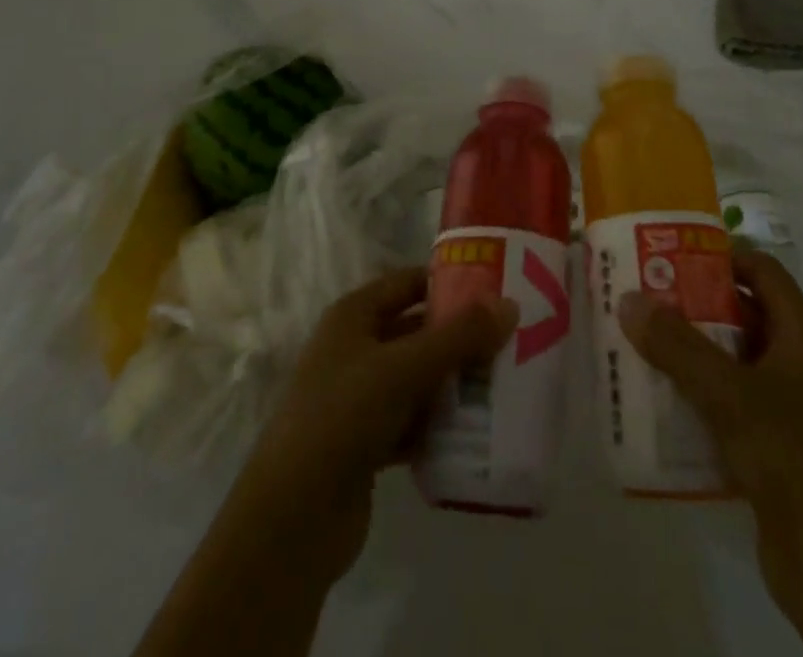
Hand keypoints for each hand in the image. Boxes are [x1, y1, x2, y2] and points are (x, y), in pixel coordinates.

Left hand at [234, 267, 517, 581]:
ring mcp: (357, 398)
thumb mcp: (405, 368)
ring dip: (452, 384)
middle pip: (416, 332)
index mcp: (353, 315)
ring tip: (503, 386)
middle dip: (459, 338)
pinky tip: (475, 433)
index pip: (408, 283)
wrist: (292, 519)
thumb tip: (509, 305)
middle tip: (509, 342)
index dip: (449, 283)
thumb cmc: (344, 416)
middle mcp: (354, 348)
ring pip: (416, 379)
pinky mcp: (365, 444)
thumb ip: (459, 337)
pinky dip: (437, 426)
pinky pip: (411, 422)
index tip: (495, 291)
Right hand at [619, 251, 802, 655]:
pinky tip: (652, 401)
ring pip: (728, 364)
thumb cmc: (795, 460)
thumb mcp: (732, 395)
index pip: (764, 272)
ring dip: (686, 354)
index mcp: (800, 339)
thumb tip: (629, 299)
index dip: (723, 256)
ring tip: (635, 342)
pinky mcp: (767, 452)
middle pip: (740, 316)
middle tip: (640, 296)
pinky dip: (691, 399)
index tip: (671, 254)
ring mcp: (782, 411)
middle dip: (692, 305)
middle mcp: (794, 366)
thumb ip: (679, 347)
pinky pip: (723, 409)